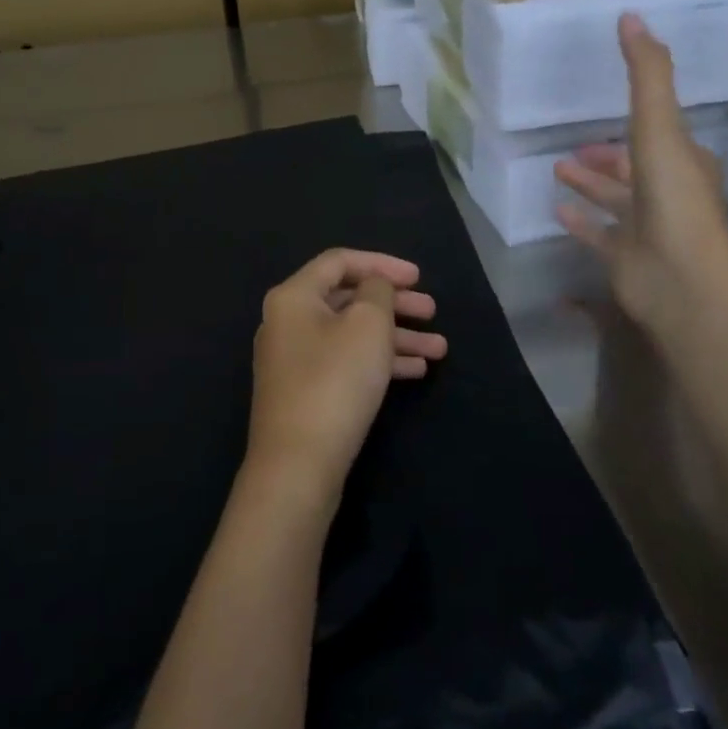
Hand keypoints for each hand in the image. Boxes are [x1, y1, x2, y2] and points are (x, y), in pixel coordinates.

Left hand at [247, 249, 445, 503]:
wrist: (297, 465)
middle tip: (433, 311)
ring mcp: (295, 360)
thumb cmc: (335, 381)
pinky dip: (379, 361)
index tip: (419, 277)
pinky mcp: (305, 392)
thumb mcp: (367, 325)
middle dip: (394, 303)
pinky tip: (416, 371)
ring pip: (352, 334)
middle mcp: (288, 322)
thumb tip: (374, 287)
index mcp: (294, 296)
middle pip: (348, 299)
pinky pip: (346, 362)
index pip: (340, 262)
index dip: (382, 263)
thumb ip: (377, 292)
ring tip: (439, 348)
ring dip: (396, 336)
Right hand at [555, 14, 727, 333]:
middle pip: (634, 167)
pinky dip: (580, 221)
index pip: (659, 132)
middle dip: (607, 156)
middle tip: (574, 147)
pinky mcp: (626, 257)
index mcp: (684, 161)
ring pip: (616, 200)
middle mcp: (669, 192)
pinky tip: (557, 210)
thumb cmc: (673, 197)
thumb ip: (646, 74)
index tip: (607, 106)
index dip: (636, 118)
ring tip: (558, 169)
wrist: (680, 276)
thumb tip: (632, 16)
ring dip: (590, 184)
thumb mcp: (659, 125)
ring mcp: (648, 228)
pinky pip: (599, 234)